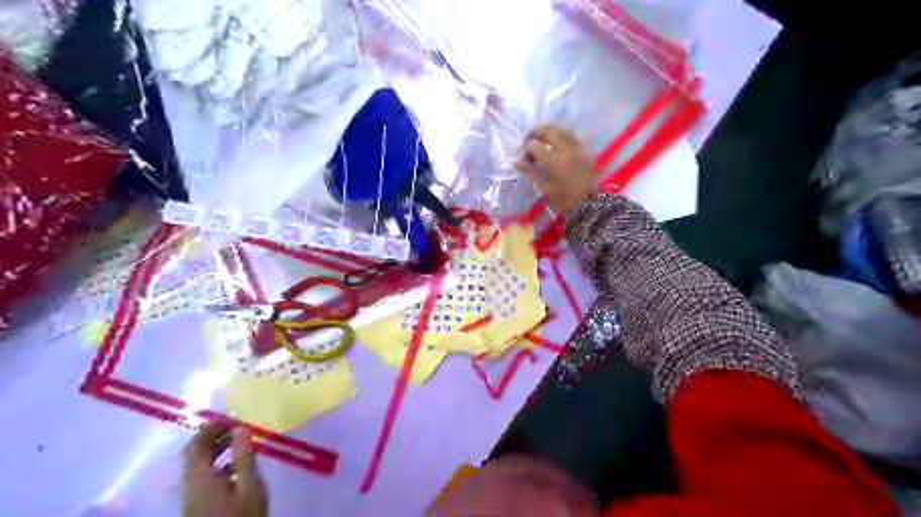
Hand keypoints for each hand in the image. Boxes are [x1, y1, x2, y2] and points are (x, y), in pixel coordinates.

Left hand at [184, 424, 267, 516]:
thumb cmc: (243, 516)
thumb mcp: (250, 485)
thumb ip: (244, 456)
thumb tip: (241, 428)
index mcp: (200, 478)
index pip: (195, 446)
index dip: (209, 428)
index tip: (229, 417)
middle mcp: (191, 485)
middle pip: (194, 455)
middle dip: (213, 437)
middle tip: (236, 426)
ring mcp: (193, 497)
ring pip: (198, 466)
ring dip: (216, 450)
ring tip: (240, 441)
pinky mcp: (198, 505)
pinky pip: (203, 477)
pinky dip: (218, 464)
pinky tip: (238, 465)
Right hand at [511, 123, 596, 211]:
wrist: (590, 201)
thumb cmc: (564, 198)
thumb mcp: (544, 187)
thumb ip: (530, 172)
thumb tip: (516, 162)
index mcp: (554, 162)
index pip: (534, 145)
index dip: (526, 149)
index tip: (525, 159)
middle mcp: (565, 150)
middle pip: (547, 130)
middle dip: (535, 133)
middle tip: (529, 141)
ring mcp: (576, 147)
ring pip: (559, 129)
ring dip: (548, 132)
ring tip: (542, 140)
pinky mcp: (584, 148)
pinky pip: (570, 135)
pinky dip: (560, 135)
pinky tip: (556, 143)